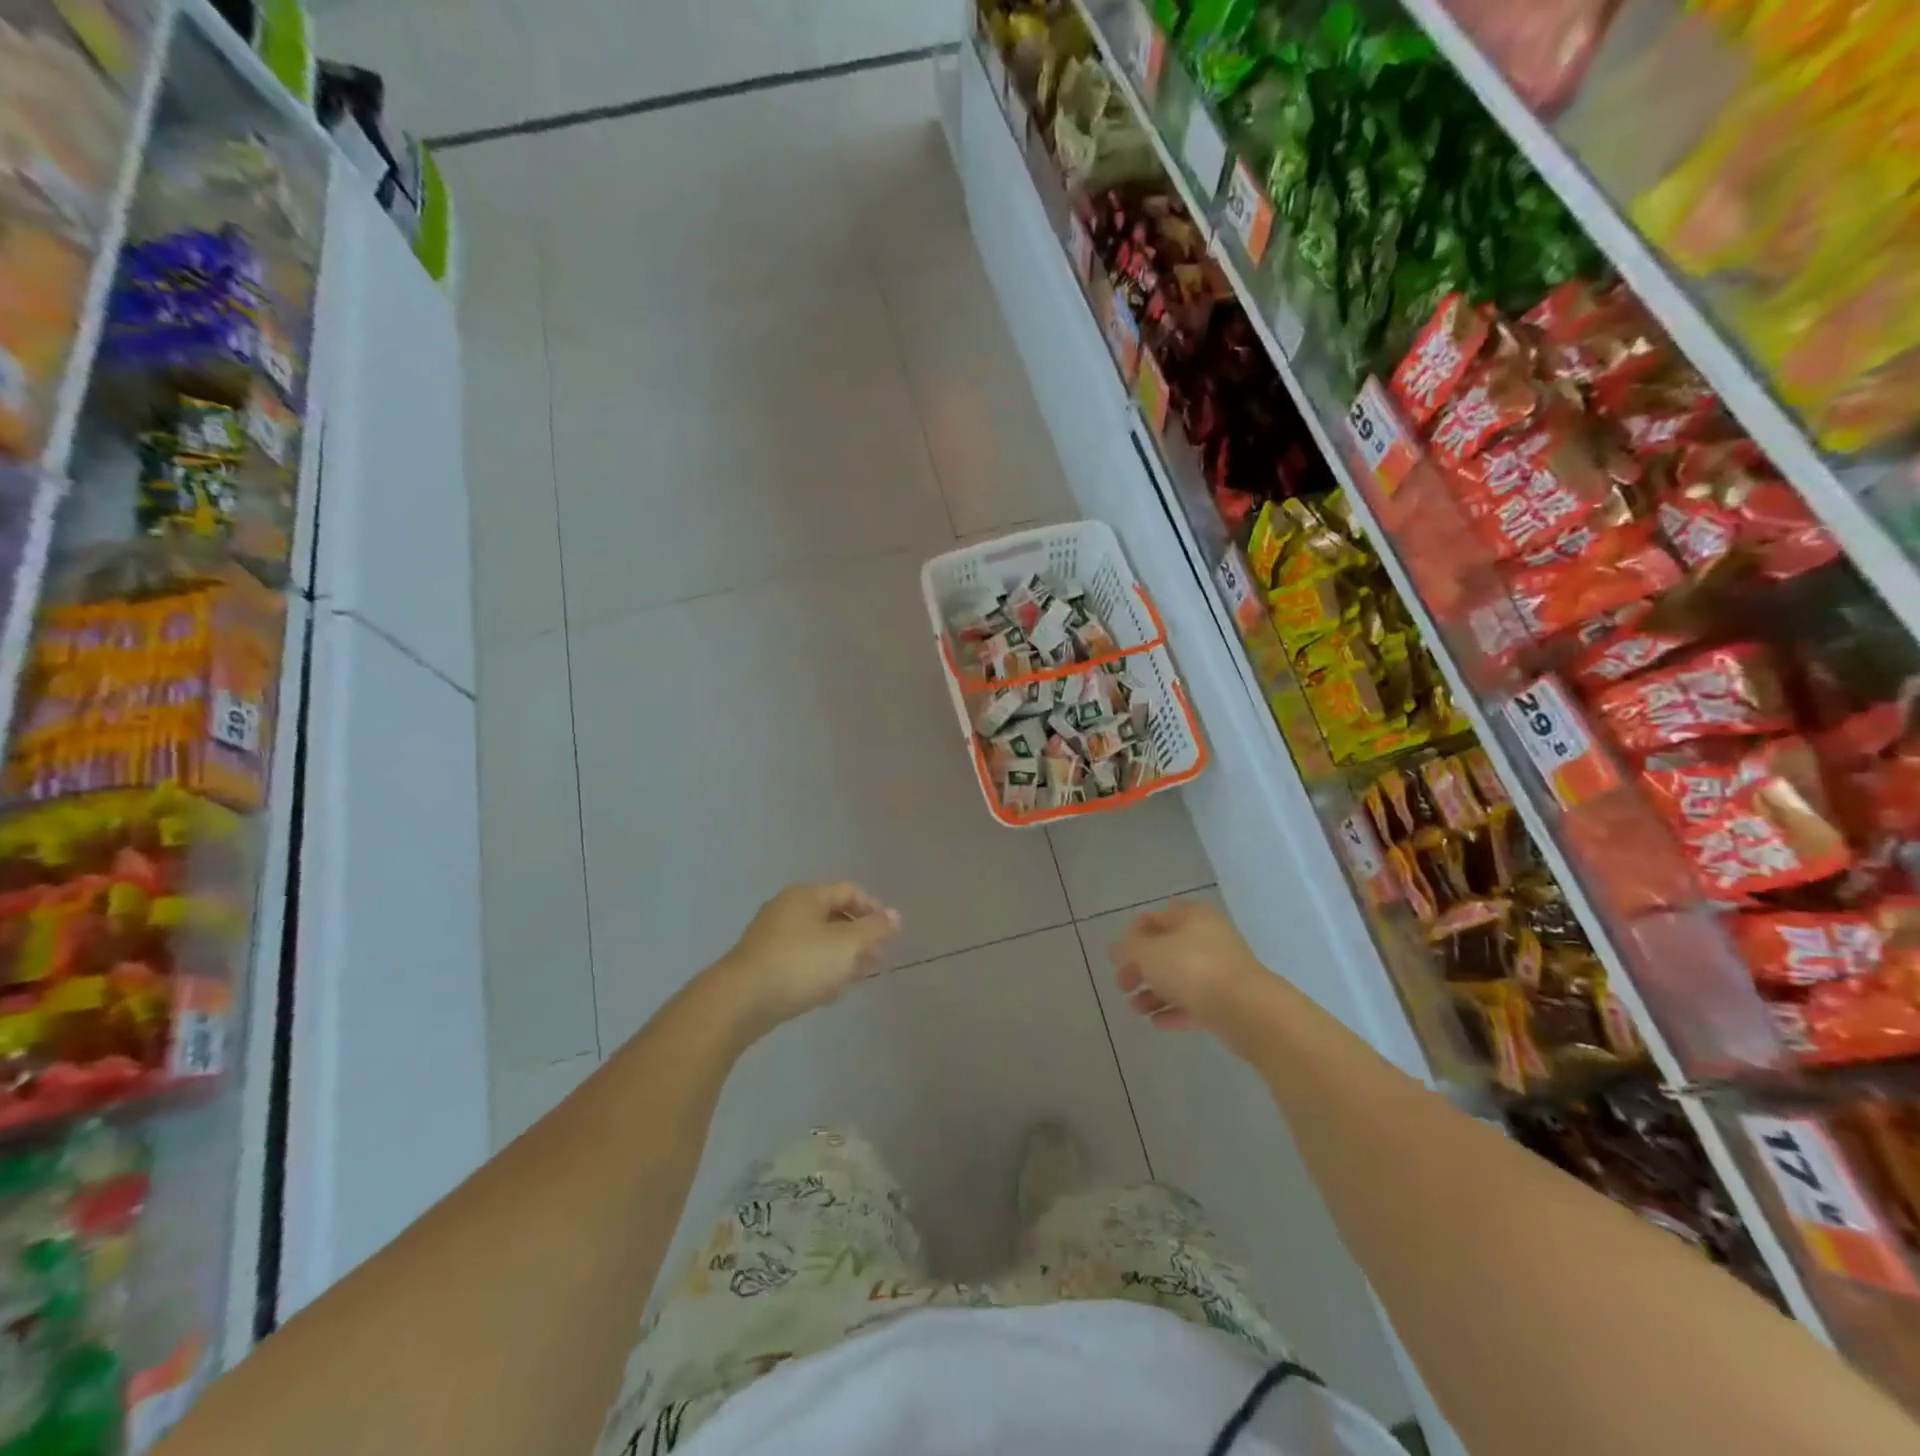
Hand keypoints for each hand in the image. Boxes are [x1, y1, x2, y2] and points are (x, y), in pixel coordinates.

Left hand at [713, 882, 901, 1034]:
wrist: (739, 1001)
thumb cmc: (799, 964)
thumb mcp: (846, 945)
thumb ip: (874, 929)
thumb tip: (895, 915)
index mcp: (807, 895)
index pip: (849, 891)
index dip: (874, 909)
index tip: (890, 934)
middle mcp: (787, 908)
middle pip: (833, 914)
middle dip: (859, 935)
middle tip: (877, 959)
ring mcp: (771, 936)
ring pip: (817, 938)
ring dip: (841, 954)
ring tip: (858, 977)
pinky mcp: (762, 962)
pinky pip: (800, 958)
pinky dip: (819, 968)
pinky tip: (828, 991)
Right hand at [1110, 899, 1263, 1033]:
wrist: (1247, 1010)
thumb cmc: (1192, 969)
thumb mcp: (1148, 953)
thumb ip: (1128, 949)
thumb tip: (1117, 949)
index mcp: (1192, 916)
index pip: (1155, 918)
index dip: (1132, 935)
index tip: (1116, 958)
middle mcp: (1208, 938)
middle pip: (1166, 950)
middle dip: (1141, 968)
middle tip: (1123, 986)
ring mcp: (1220, 969)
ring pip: (1180, 978)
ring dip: (1154, 993)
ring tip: (1136, 1010)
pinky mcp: (1228, 999)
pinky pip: (1194, 1002)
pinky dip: (1174, 1010)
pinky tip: (1156, 1023)